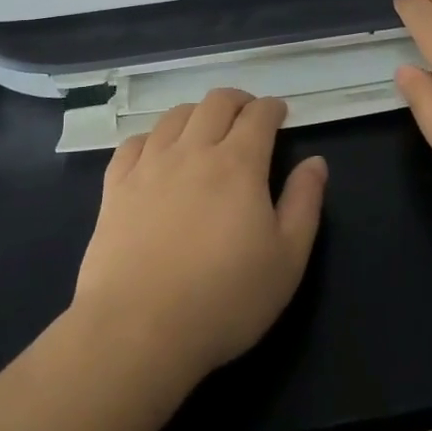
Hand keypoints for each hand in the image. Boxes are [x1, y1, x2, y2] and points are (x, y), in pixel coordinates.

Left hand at [74, 89, 325, 380]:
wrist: (138, 329)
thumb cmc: (225, 298)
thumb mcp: (287, 259)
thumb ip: (304, 203)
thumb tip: (315, 162)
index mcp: (238, 163)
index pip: (258, 115)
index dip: (272, 108)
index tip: (280, 114)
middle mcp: (193, 151)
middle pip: (215, 103)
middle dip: (238, 101)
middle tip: (248, 115)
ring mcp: (149, 166)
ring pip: (174, 116)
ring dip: (197, 113)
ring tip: (205, 128)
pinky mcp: (116, 187)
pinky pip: (133, 143)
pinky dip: (152, 137)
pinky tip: (157, 152)